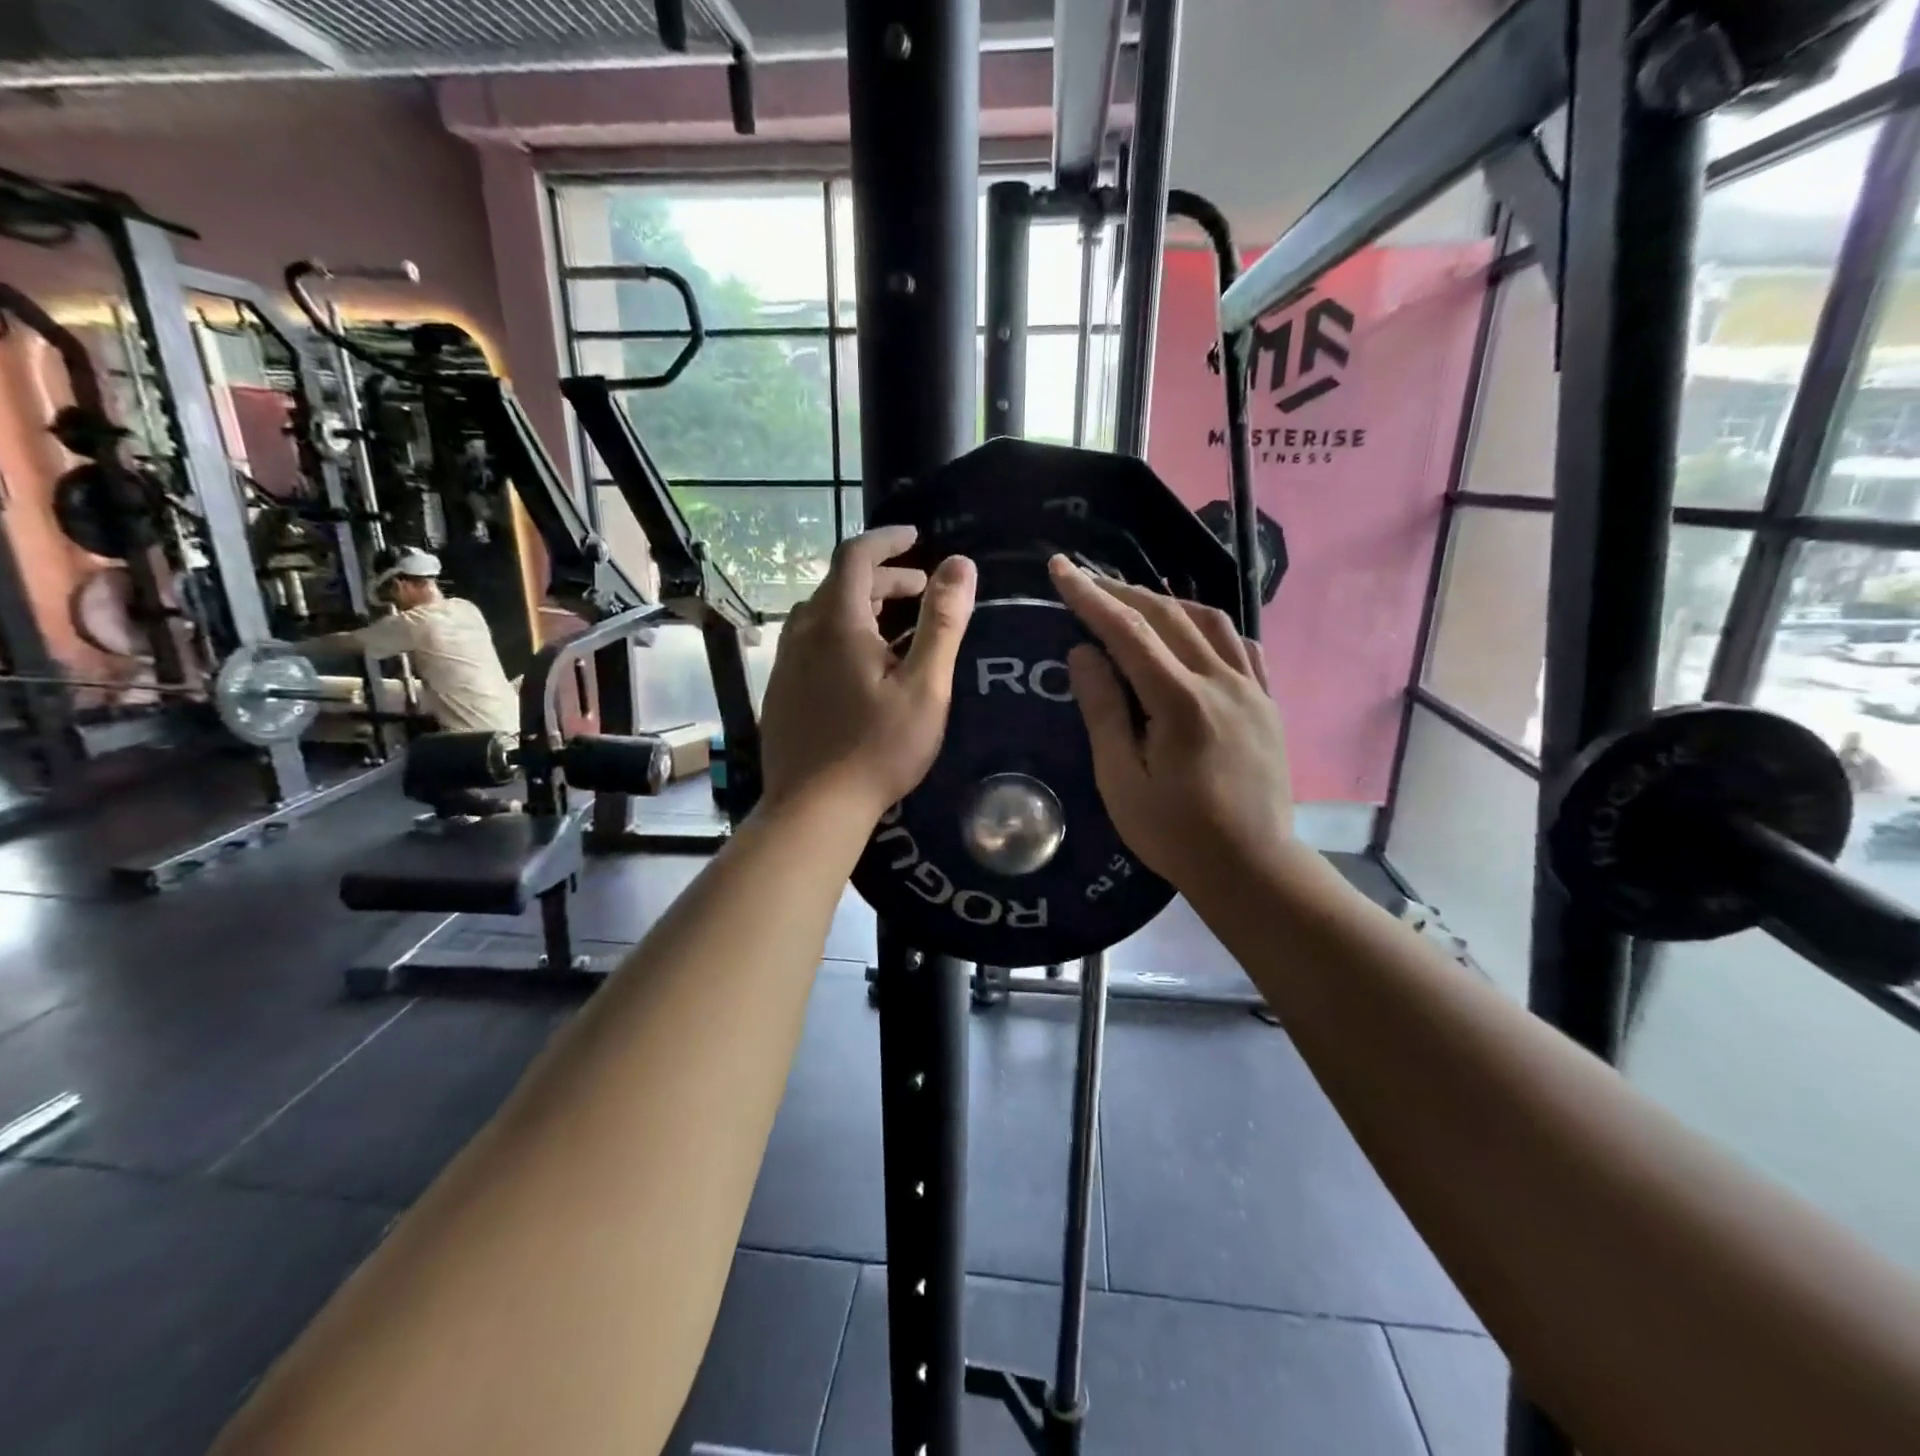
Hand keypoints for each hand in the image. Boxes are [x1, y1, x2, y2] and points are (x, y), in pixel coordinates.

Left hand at [759, 526, 977, 823]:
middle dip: (883, 578)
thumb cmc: (877, 747)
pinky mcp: (781, 689)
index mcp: (837, 623)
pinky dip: (842, 633)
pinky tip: (864, 667)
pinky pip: (813, 642)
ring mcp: (786, 662)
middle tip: (921, 591)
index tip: (915, 538)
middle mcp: (803, 632)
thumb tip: (960, 565)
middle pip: (840, 585)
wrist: (814, 807)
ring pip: (824, 614)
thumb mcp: (924, 686)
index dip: (887, 540)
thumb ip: (942, 622)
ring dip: (862, 606)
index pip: (855, 555)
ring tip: (897, 626)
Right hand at [1049, 555, 1292, 893]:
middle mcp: (1222, 682)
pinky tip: (1194, 635)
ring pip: (1210, 622)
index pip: (1129, 631)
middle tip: (1085, 581)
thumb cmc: (1175, 833)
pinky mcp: (1268, 703)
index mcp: (1181, 702)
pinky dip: (1210, 628)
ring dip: (1166, 603)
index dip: (1090, 596)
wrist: (1252, 867)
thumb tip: (1084, 653)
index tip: (1060, 568)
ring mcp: (1252, 690)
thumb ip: (1104, 712)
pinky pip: (1241, 646)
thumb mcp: (1121, 781)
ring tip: (1133, 604)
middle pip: (1169, 616)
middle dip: (1122, 592)